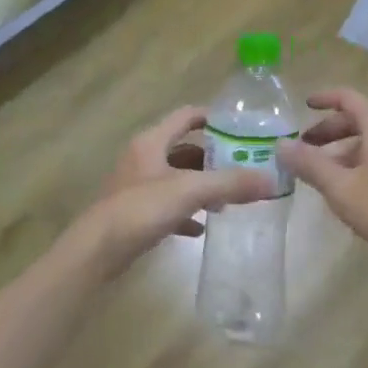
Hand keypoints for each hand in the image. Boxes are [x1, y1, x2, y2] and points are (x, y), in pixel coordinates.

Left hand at [81, 107, 270, 268]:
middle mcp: (143, 158)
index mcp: (152, 141)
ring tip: (229, 200)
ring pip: (177, 178)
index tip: (242, 128)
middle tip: (244, 168)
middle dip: (214, 158)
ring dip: (201, 186)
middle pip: (185, 149)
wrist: (96, 251)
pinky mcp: (135, 213)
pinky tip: (202, 227)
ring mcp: (137, 186)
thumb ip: (230, 183)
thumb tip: (271, 180)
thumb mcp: (190, 191)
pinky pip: (167, 206)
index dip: (213, 118)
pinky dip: (186, 212)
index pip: (186, 116)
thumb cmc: (140, 209)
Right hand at [280, 89, 367, 275]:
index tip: (302, 105)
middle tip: (302, 149)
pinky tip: (347, 192)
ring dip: (341, 153)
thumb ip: (310, 165)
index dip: (323, 98)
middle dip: (327, 132)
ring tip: (318, 175)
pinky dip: (358, 165)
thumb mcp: (342, 188)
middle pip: (357, 120)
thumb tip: (280, 145)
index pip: (347, 98)